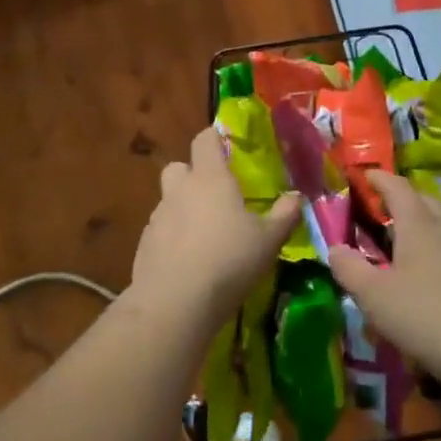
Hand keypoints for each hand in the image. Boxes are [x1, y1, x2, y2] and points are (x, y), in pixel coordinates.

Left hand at [129, 127, 301, 330]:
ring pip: (169, 200)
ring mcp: (158, 217)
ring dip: (184, 208)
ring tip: (206, 234)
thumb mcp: (269, 240)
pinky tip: (189, 260)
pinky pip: (161, 230)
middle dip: (193, 174)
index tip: (228, 146)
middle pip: (179, 167)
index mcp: (210, 178)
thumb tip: (296, 196)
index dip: (215, 138)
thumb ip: (285, 214)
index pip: (204, 139)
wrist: (175, 303)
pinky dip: (174, 237)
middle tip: (216, 194)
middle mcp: (179, 190)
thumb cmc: (229, 261)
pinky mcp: (144, 245)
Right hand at [327, 171, 440, 376]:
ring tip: (405, 238)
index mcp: (419, 223)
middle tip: (382, 209)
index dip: (379, 179)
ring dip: (423, 221)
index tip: (364, 176)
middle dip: (403, 198)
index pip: (397, 187)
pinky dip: (438, 244)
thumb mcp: (373, 295)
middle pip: (424, 200)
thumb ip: (349, 268)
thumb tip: (335, 248)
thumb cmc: (423, 314)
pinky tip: (430, 268)